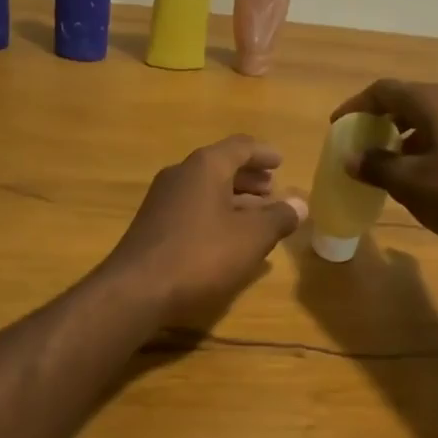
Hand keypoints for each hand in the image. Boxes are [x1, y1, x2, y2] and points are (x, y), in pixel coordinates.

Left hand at [104, 136, 306, 324]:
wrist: (136, 290)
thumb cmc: (201, 255)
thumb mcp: (251, 238)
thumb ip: (278, 218)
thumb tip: (301, 203)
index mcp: (206, 166)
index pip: (240, 146)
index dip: (264, 154)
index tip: (280, 162)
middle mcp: (181, 174)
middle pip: (221, 166)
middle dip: (249, 178)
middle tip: (272, 190)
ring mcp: (162, 199)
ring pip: (206, 189)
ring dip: (233, 198)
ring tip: (257, 215)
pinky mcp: (153, 225)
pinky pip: (193, 208)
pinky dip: (215, 214)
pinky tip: (228, 237)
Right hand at [330, 80, 437, 248]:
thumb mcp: (411, 184)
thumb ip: (377, 167)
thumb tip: (351, 158)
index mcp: (433, 103)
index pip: (384, 90)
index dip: (356, 106)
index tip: (337, 126)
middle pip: (407, 101)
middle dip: (378, 120)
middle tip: (359, 143)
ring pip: (427, 120)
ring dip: (400, 136)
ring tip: (384, 162)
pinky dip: (422, 148)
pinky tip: (418, 176)